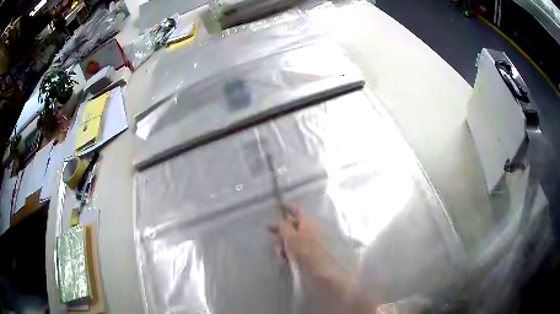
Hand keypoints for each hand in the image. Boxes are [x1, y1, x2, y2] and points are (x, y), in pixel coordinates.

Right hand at [270, 207, 376, 313]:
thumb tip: (279, 221)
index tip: (276, 208)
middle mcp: (310, 230)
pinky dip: (288, 254)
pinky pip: (295, 251)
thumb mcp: (292, 238)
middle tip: (276, 247)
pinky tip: (285, 262)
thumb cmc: (308, 254)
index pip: (295, 211)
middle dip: (281, 235)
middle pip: (290, 227)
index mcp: (308, 223)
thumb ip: (283, 227)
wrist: (325, 276)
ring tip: (280, 257)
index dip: (285, 209)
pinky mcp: (310, 256)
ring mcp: (310, 243)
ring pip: (291, 240)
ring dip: (283, 247)